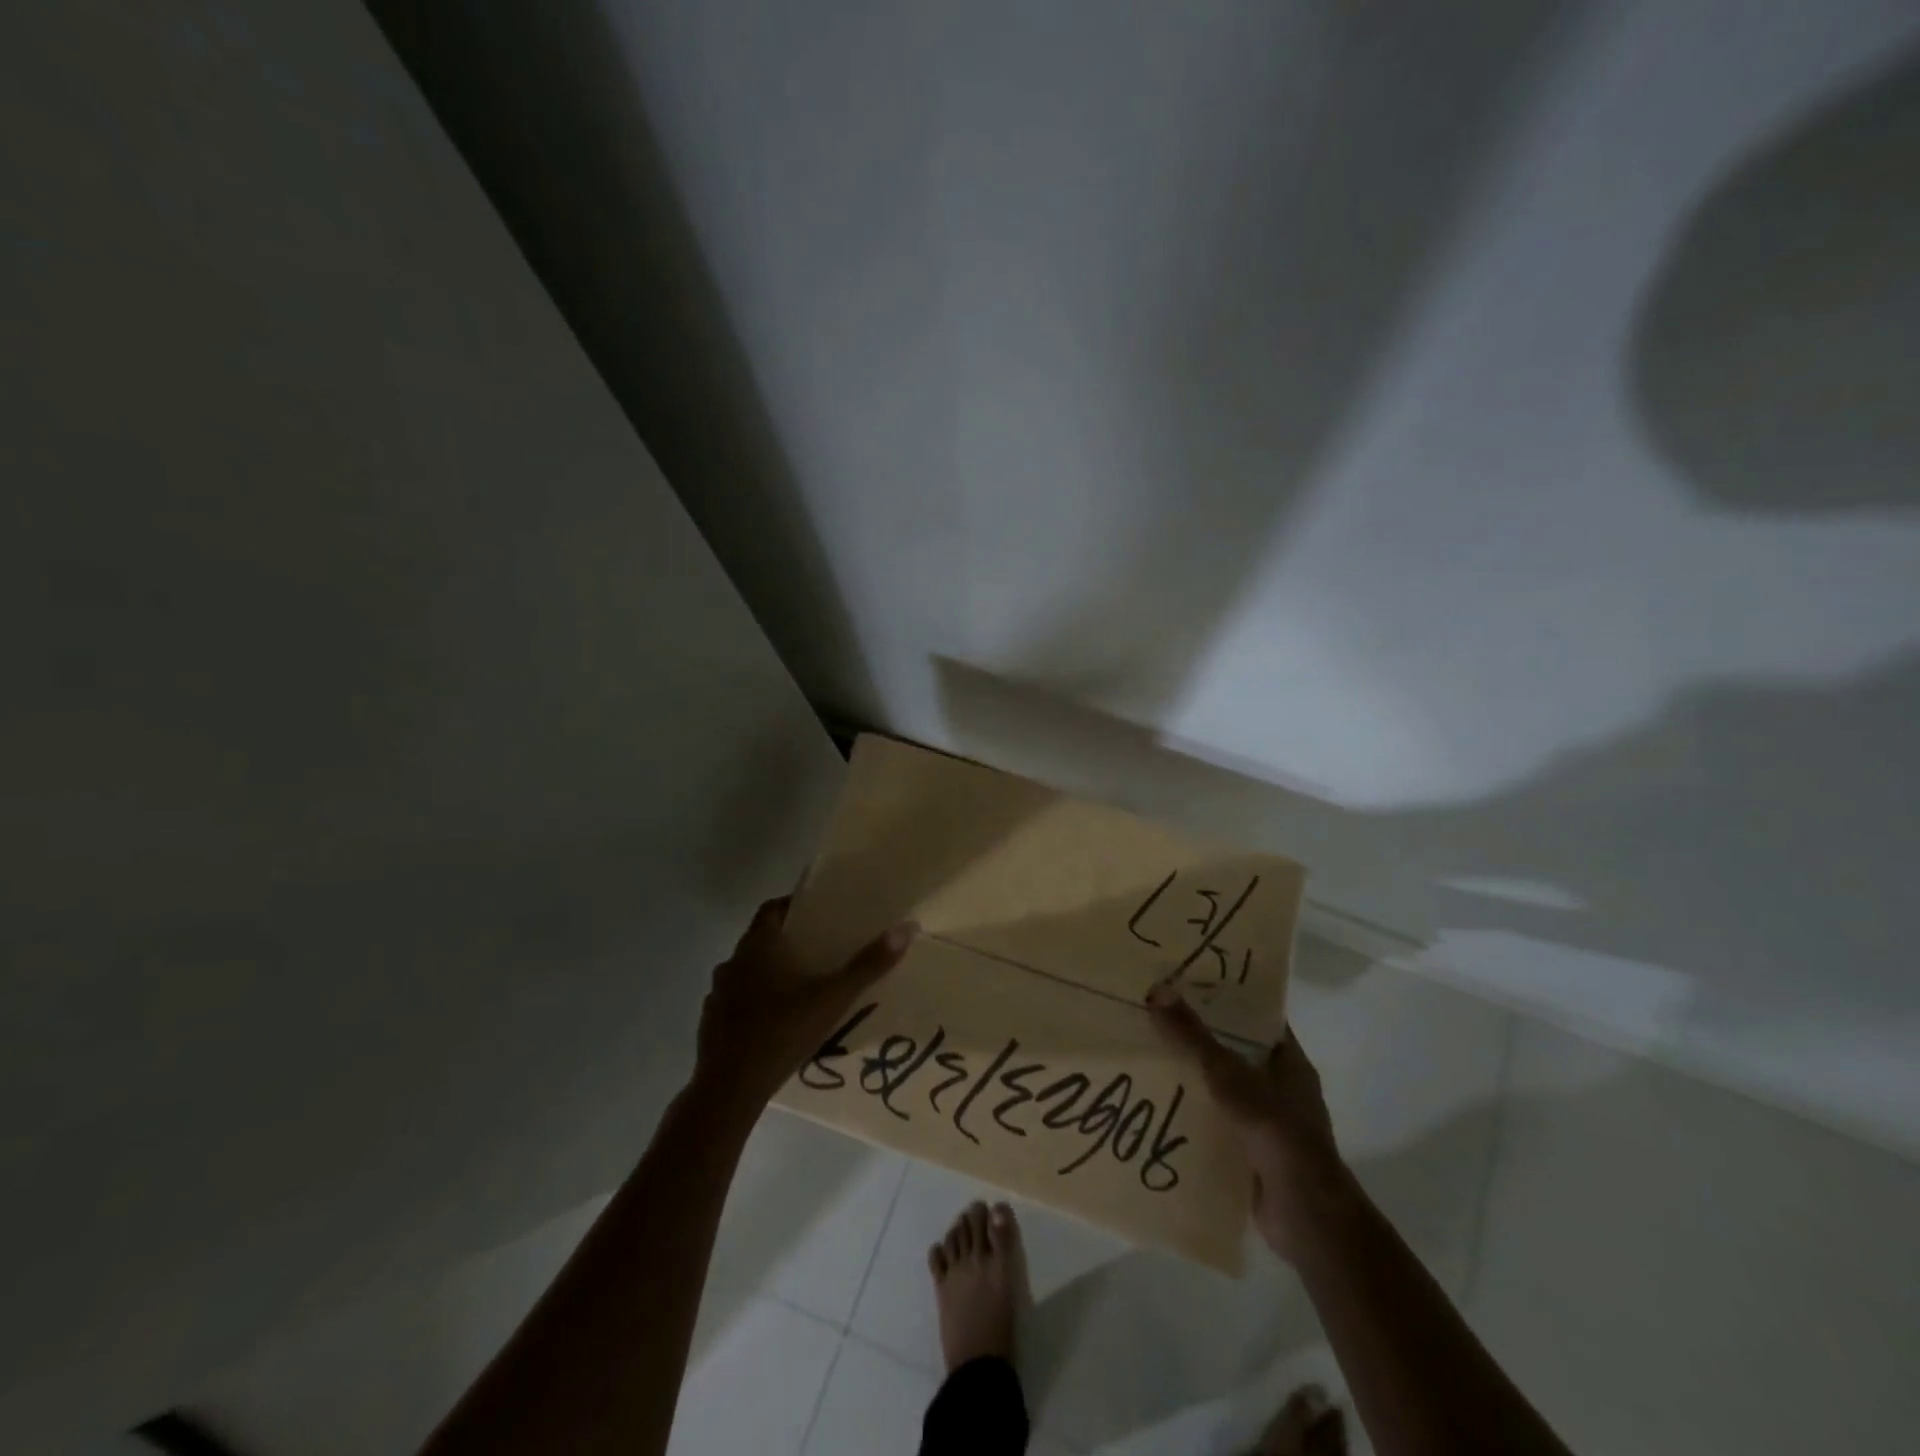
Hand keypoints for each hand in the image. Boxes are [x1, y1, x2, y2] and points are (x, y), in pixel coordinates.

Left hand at [692, 897, 917, 1112]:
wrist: (729, 1089)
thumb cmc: (782, 1032)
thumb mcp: (833, 998)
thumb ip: (868, 965)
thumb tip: (907, 928)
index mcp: (758, 946)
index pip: (772, 910)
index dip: (793, 907)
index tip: (817, 914)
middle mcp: (733, 962)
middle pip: (760, 940)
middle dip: (787, 942)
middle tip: (819, 951)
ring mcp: (717, 995)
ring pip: (747, 972)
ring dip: (769, 974)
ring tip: (801, 987)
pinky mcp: (710, 1024)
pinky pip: (736, 1002)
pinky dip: (755, 1004)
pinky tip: (776, 1023)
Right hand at [1147, 987, 1346, 1261]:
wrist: (1306, 1215)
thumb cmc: (1276, 1131)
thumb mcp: (1229, 1075)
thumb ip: (1193, 1037)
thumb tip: (1156, 991)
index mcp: (1289, 1062)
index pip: (1257, 1018)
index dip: (1226, 1000)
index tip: (1187, 984)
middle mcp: (1282, 1088)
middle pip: (1236, 1052)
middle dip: (1200, 1038)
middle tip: (1157, 1018)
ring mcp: (1269, 1123)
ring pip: (1225, 1089)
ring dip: (1194, 1078)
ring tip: (1149, 1057)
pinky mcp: (1253, 1153)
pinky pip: (1218, 1123)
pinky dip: (1195, 1115)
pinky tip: (1161, 1106)